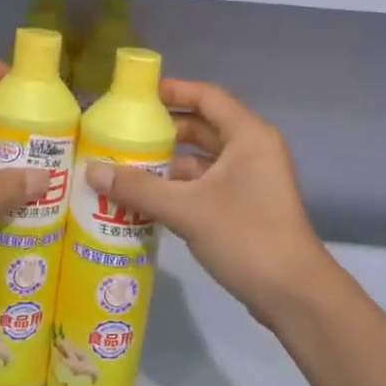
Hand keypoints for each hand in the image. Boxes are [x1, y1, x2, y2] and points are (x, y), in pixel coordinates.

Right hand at [85, 79, 340, 326]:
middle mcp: (252, 151)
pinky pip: (206, 185)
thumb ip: (138, 188)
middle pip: (202, 127)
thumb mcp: (186, 209)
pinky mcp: (246, 206)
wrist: (294, 294)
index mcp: (248, 136)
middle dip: (163, 131)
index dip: (172, 91)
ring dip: (167, 164)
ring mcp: (251, 180)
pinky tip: (146, 200)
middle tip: (121, 134)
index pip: (206, 97)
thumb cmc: (245, 236)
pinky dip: (179, 188)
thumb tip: (91, 170)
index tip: (135, 97)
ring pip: (202, 160)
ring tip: (124, 168)